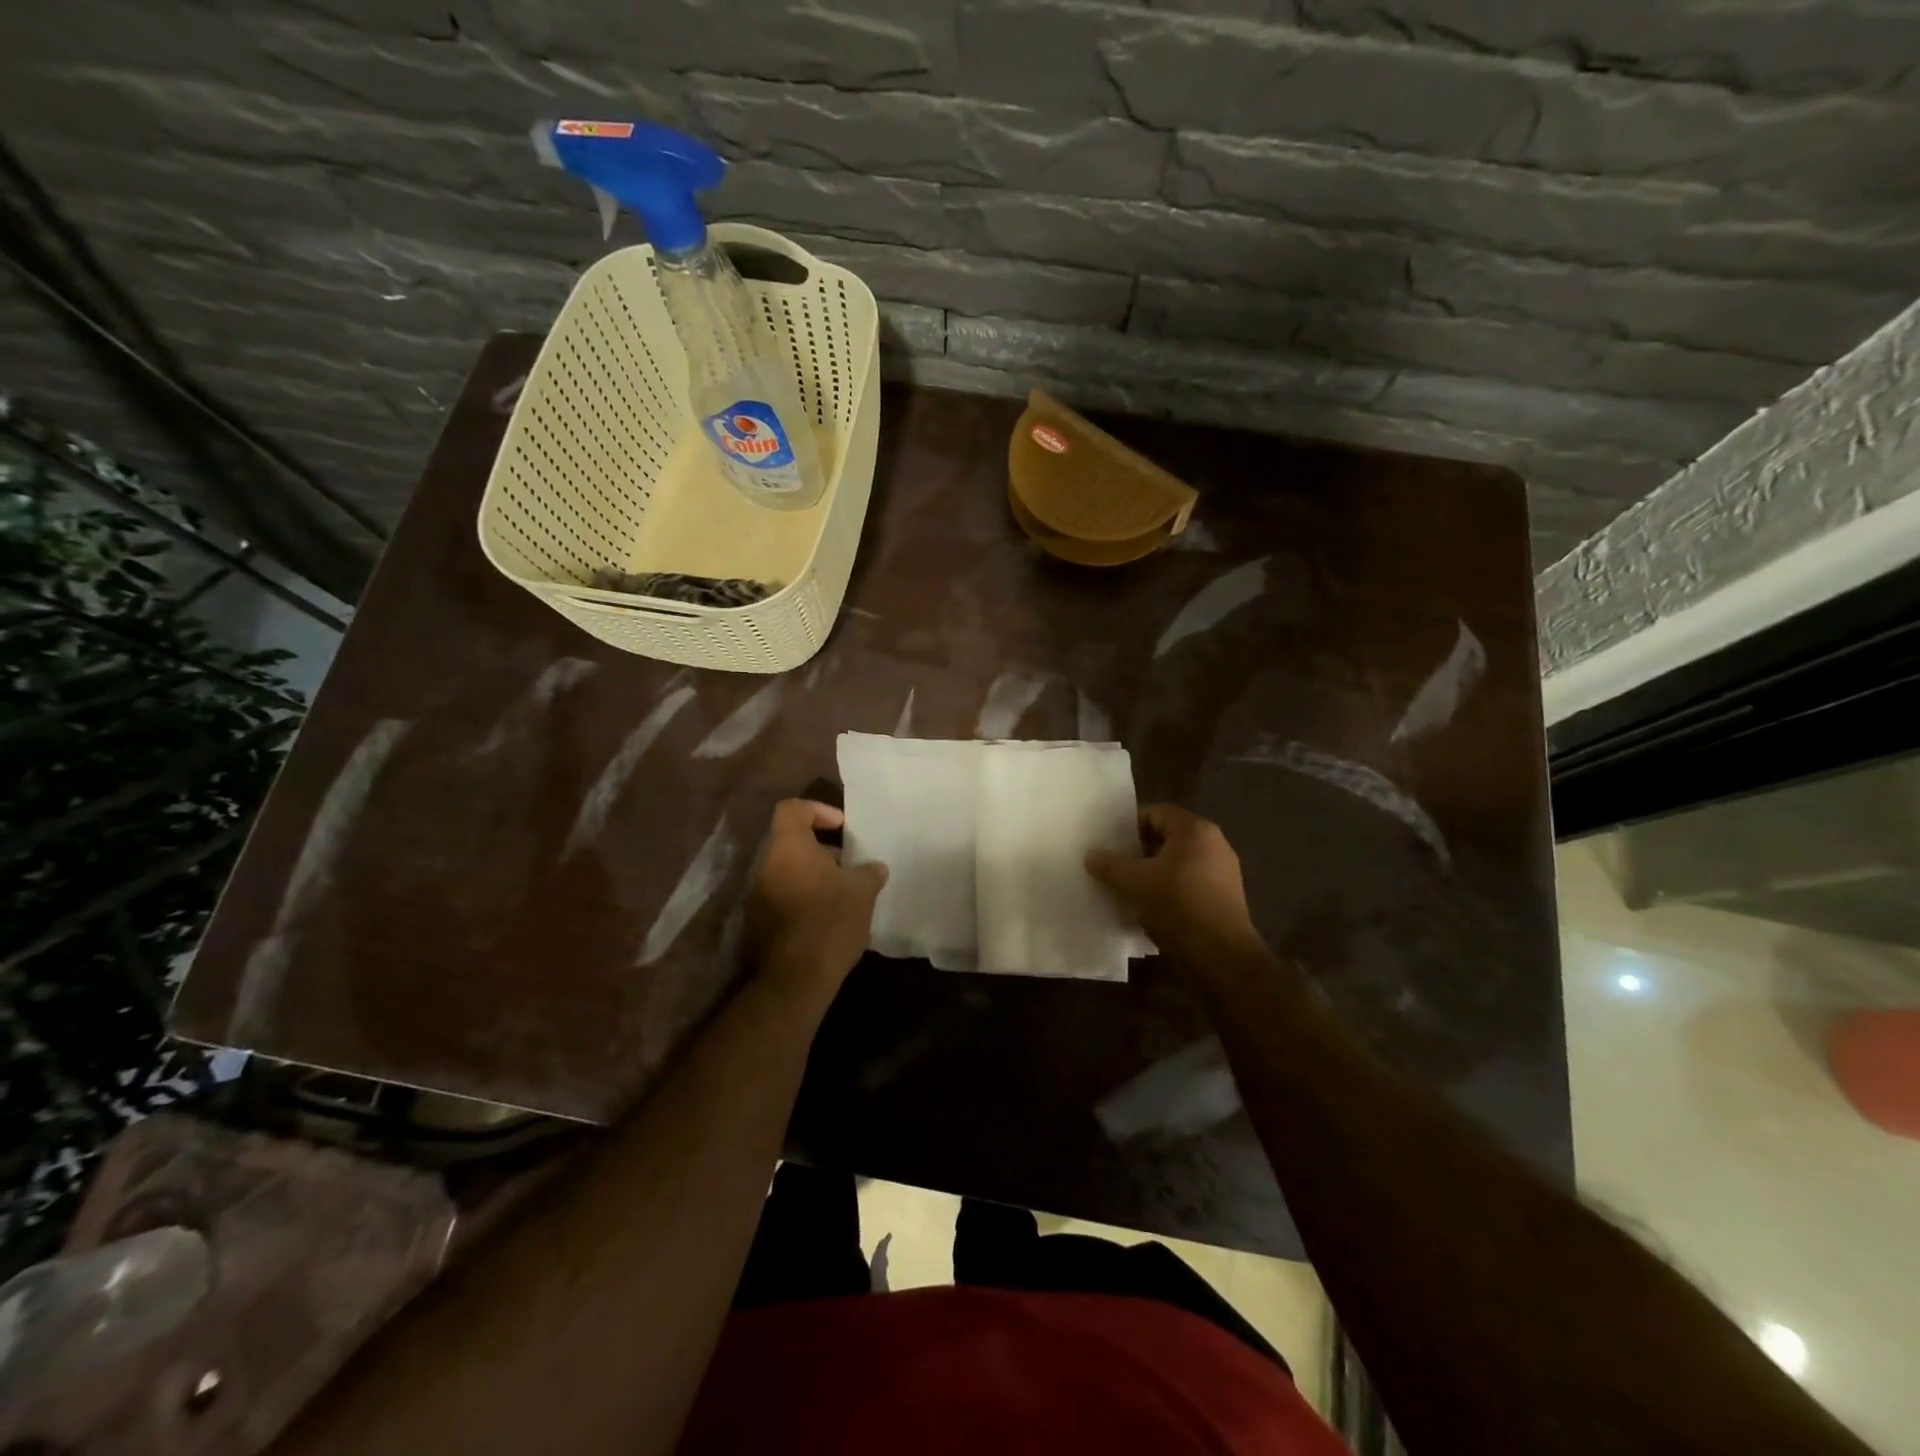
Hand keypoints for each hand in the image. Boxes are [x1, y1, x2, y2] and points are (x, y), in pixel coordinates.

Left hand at [747, 800, 887, 1002]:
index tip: (842, 828)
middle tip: (849, 866)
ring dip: (814, 877)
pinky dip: (804, 900)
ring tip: (843, 895)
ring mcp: (758, 897)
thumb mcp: (862, 891)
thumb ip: (868, 872)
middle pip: (791, 843)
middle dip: (822, 851)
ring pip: (788, 873)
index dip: (818, 810)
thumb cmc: (830, 921)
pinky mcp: (758, 924)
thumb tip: (874, 868)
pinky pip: (783, 898)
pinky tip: (828, 919)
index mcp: (789, 848)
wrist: (796, 979)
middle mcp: (766, 866)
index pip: (792, 809)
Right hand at [1086, 804, 1259, 963]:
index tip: (1110, 841)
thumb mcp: (1134, 882)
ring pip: (1179, 862)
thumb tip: (1091, 855)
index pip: (1156, 812)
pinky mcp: (1225, 897)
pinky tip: (1151, 907)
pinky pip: (1190, 883)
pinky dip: (1170, 889)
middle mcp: (1214, 844)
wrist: (1221, 954)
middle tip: (1116, 864)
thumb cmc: (1177, 904)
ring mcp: (1223, 871)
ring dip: (1154, 871)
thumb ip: (1110, 865)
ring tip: (1129, 887)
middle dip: (1140, 850)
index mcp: (1195, 830)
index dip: (1130, 824)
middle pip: (1168, 837)